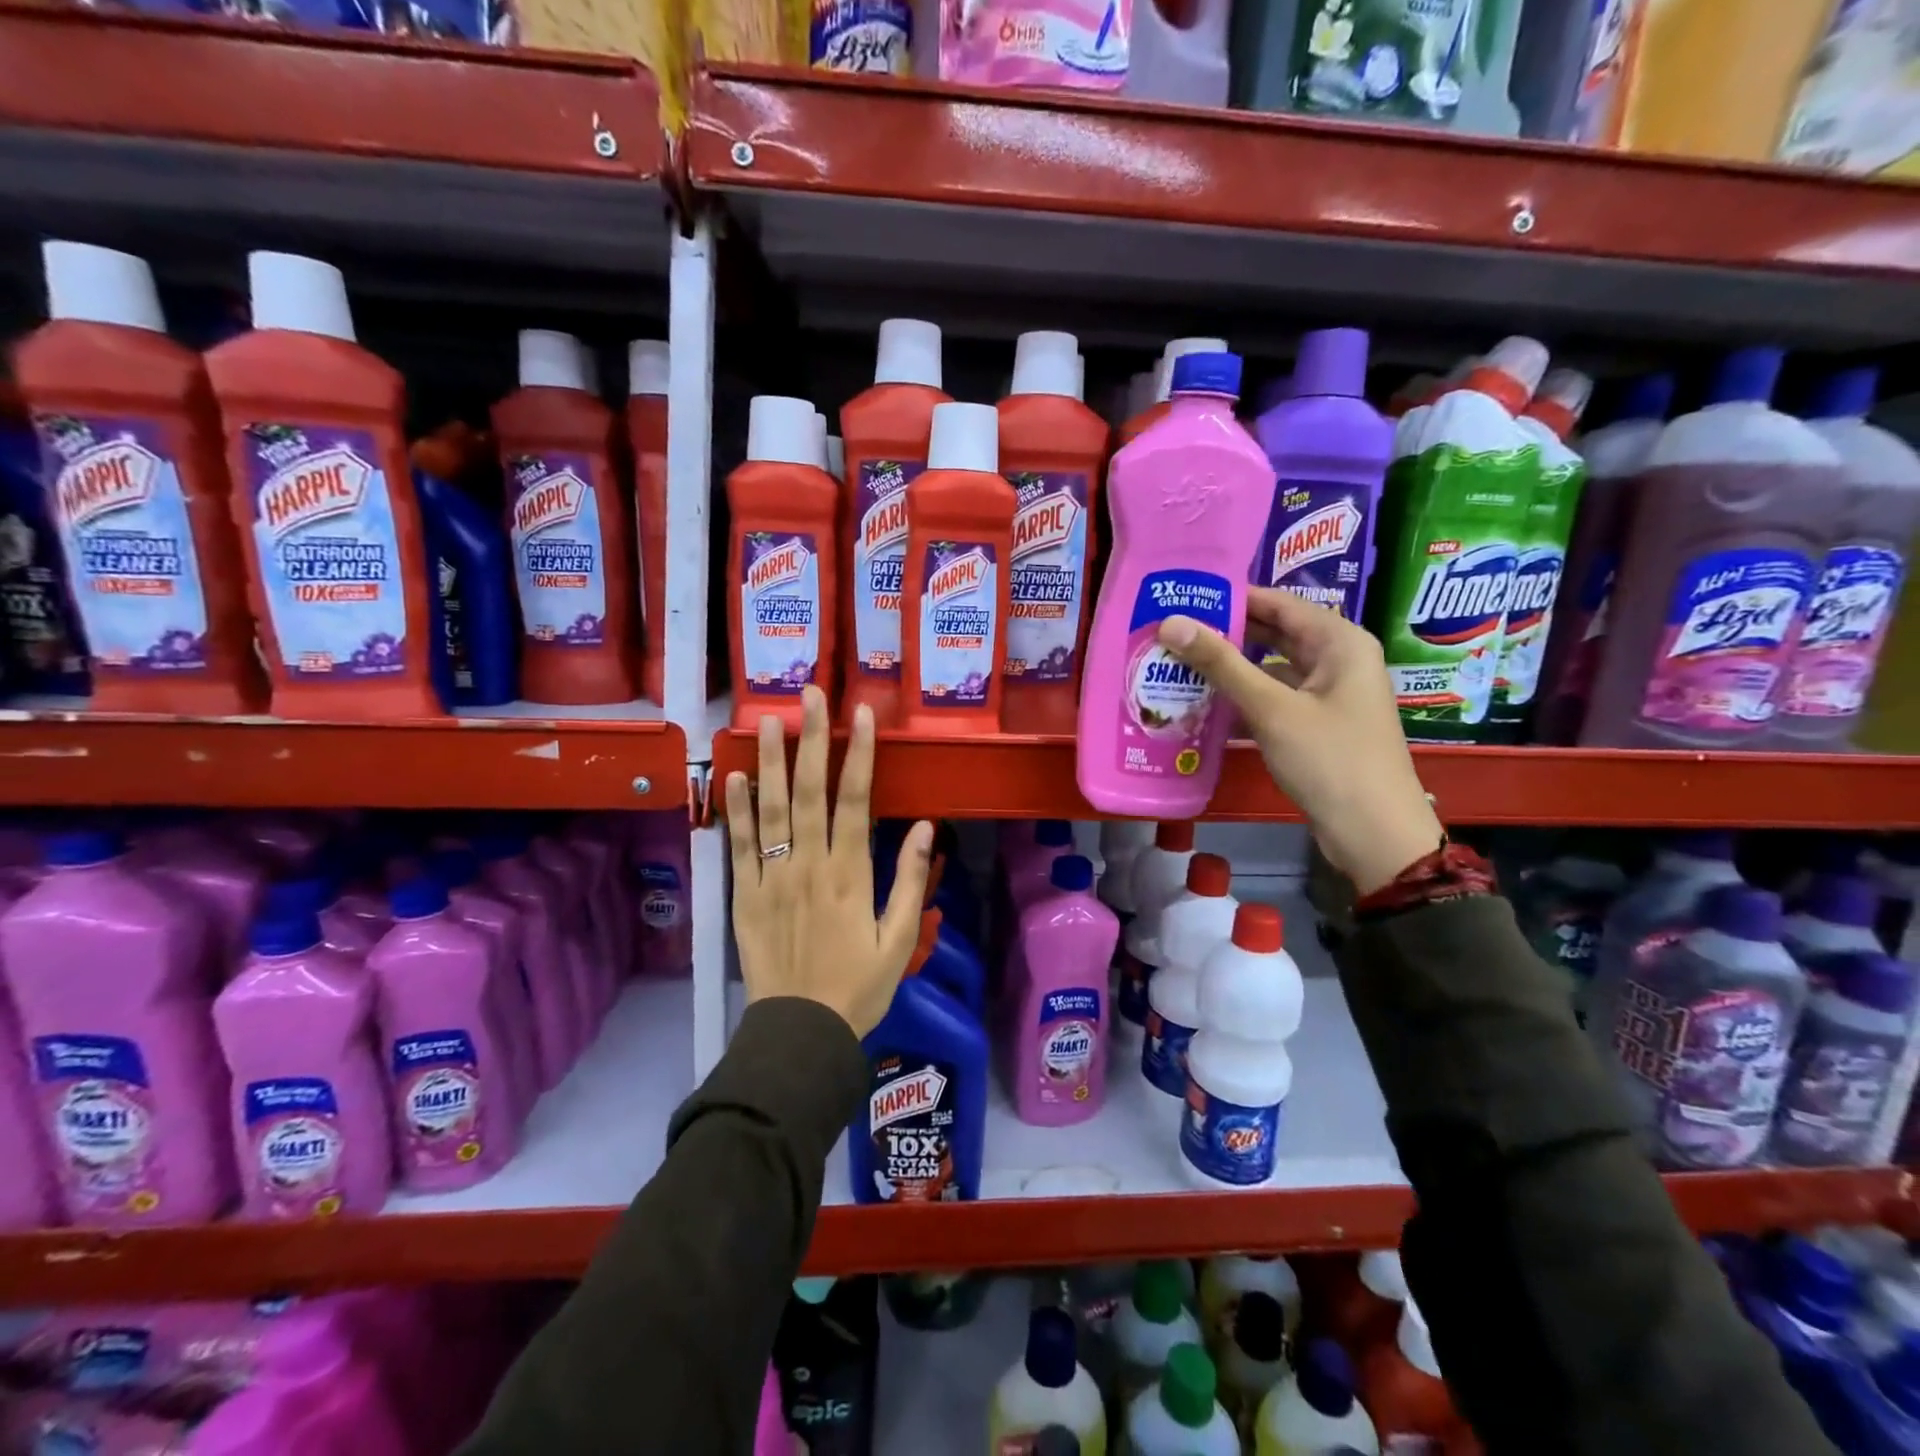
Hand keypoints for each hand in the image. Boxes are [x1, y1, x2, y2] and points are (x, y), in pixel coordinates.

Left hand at [724, 685, 933, 1037]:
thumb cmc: (859, 987)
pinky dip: (735, 809)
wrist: (801, 1032)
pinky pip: (738, 846)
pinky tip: (734, 775)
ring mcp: (771, 878)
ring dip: (771, 761)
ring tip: (769, 719)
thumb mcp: (900, 940)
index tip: (861, 713)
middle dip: (812, 739)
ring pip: (771, 809)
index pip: (855, 800)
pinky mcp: (743, 896)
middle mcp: (808, 865)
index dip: (859, 753)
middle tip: (809, 694)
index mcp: (849, 874)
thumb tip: (921, 826)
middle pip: (810, 791)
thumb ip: (908, 880)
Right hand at [1157, 588, 1441, 894]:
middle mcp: (1338, 660)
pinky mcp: (1318, 724)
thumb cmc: (1329, 760)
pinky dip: (1244, 698)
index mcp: (1340, 642)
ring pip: (1272, 669)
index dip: (1232, 597)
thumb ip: (1221, 663)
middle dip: (1226, 633)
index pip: (1278, 603)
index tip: (1183, 597)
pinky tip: (1204, 703)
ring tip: (1179, 663)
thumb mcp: (1271, 708)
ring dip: (1231, 668)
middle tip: (1172, 631)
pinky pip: (1275, 698)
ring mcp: (1329, 695)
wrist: (1373, 833)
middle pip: (1274, 634)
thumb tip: (1171, 623)